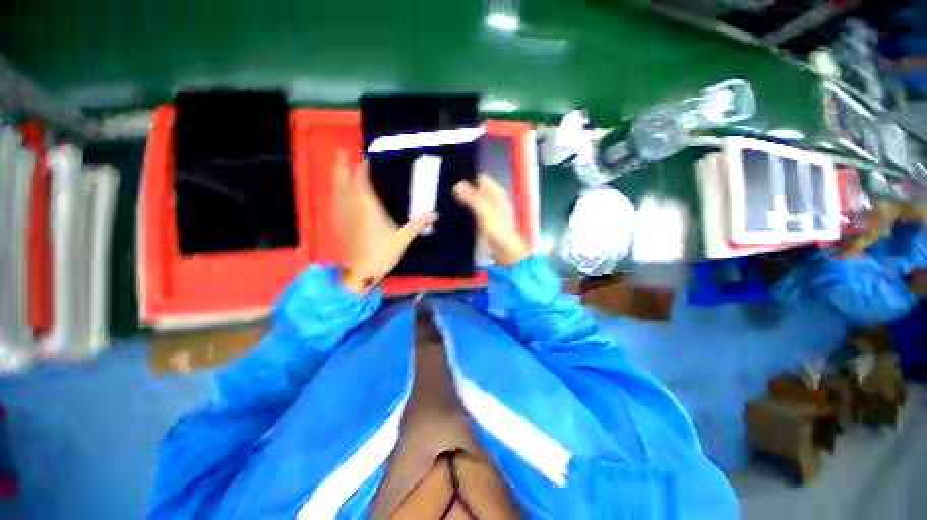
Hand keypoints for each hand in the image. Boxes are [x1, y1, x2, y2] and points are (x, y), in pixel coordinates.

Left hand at [336, 151, 437, 293]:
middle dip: (344, 168)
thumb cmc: (382, 255)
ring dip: (337, 178)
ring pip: (339, 193)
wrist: (361, 272)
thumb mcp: (402, 240)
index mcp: (369, 210)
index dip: (362, 170)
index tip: (366, 159)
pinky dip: (337, 193)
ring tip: (338, 166)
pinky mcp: (342, 225)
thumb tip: (435, 214)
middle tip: (342, 153)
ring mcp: (346, 217)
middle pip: (346, 185)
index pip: (363, 184)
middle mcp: (354, 210)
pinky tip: (338, 192)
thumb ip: (417, 225)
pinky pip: (337, 204)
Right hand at [453, 174, 528, 266]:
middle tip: (444, 188)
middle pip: (476, 188)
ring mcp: (488, 211)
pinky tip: (453, 210)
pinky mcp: (483, 221)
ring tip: (444, 197)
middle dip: (462, 188)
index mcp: (496, 194)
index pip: (480, 178)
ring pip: (473, 199)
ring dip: (462, 199)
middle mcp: (492, 199)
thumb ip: (472, 198)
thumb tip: (457, 184)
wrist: (506, 252)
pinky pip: (472, 210)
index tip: (450, 176)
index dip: (467, 176)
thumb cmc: (498, 230)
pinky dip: (464, 209)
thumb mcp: (485, 212)